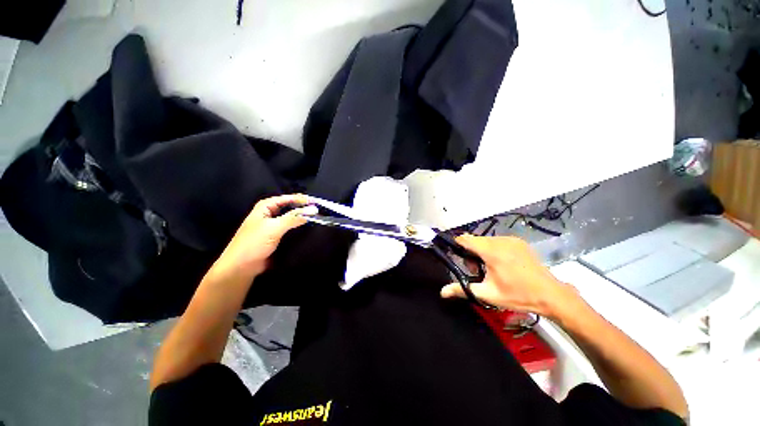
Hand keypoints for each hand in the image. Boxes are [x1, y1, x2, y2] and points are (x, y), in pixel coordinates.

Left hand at [211, 194, 316, 278]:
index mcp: (266, 206)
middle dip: (304, 207)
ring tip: (318, 217)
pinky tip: (309, 227)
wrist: (242, 266)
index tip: (318, 203)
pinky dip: (300, 226)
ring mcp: (274, 224)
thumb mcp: (274, 228)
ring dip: (303, 216)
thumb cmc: (254, 243)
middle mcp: (270, 212)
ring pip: (292, 216)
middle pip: (291, 206)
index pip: (288, 198)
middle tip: (320, 209)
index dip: (302, 200)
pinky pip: (291, 227)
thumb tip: (314, 210)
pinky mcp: (277, 235)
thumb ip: (293, 218)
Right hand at [440, 235, 579, 318]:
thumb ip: (462, 289)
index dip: (457, 245)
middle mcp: (500, 241)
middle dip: (471, 252)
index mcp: (491, 251)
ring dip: (482, 250)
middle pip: (475, 240)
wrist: (551, 295)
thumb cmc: (518, 295)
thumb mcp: (488, 294)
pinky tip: (502, 263)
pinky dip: (493, 248)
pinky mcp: (518, 242)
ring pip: (486, 240)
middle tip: (478, 270)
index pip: (465, 239)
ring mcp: (511, 240)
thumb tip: (442, 292)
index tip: (457, 257)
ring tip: (490, 268)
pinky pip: (497, 241)